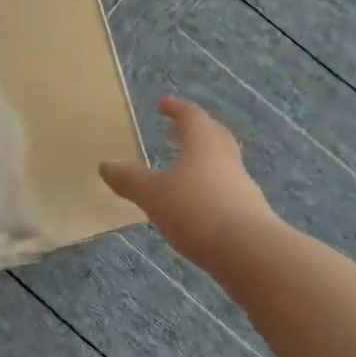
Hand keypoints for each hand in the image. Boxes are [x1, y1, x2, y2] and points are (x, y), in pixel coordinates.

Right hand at [101, 96, 271, 266]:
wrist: (250, 252)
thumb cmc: (196, 210)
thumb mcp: (153, 195)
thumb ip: (130, 180)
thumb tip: (106, 166)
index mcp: (203, 144)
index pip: (191, 116)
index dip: (177, 108)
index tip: (164, 104)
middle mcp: (226, 158)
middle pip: (214, 135)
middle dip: (197, 129)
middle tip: (180, 129)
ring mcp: (242, 185)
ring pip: (223, 163)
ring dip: (205, 160)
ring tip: (185, 168)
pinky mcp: (249, 212)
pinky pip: (227, 189)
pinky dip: (211, 188)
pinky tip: (198, 203)